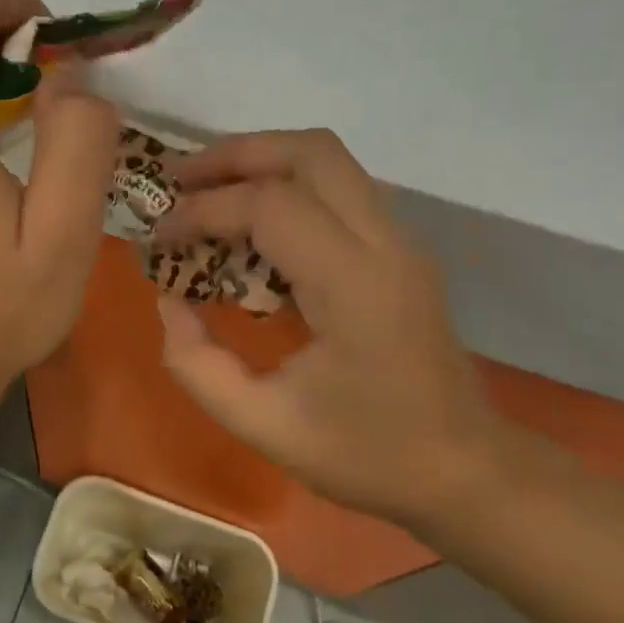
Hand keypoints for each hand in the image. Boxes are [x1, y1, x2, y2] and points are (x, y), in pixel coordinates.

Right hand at [153, 129, 516, 525]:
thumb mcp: (263, 424)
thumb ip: (198, 364)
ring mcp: (400, 241)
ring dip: (262, 162)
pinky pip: (339, 189)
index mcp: (355, 284)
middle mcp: (386, 243)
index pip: (270, 206)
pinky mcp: (400, 250)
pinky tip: (251, 226)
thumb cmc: (367, 454)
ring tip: (207, 191)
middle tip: (179, 182)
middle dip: (235, 154)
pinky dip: (287, 186)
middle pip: (311, 151)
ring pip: (329, 160)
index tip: (160, 238)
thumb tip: (170, 300)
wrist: (464, 470)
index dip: (203, 211)